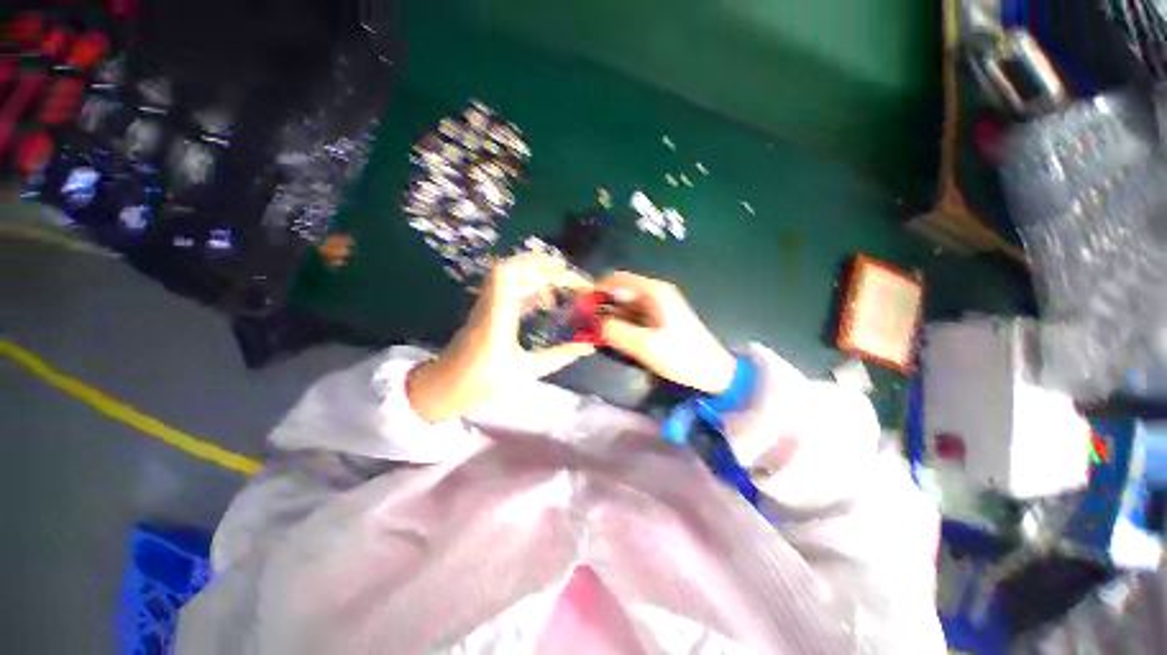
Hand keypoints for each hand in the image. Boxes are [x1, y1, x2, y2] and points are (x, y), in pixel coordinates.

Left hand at [407, 253, 595, 422]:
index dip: (537, 266)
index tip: (567, 276)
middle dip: (545, 269)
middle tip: (572, 282)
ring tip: (560, 291)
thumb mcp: (527, 373)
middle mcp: (489, 304)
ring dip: (537, 276)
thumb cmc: (483, 384)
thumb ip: (559, 357)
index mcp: (497, 317)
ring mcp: (485, 304)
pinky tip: (544, 303)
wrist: (443, 388)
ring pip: (510, 276)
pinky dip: (529, 287)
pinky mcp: (486, 309)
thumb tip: (587, 347)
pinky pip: (508, 287)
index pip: (508, 274)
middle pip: (512, 268)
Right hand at [596, 272, 735, 394]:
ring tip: (597, 333)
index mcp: (653, 291)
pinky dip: (621, 323)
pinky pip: (633, 315)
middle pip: (619, 290)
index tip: (580, 308)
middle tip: (586, 325)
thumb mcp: (645, 346)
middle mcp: (654, 293)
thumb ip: (616, 332)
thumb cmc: (681, 356)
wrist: (713, 371)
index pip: (616, 279)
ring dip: (610, 316)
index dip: (595, 290)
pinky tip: (614, 337)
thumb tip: (594, 323)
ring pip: (625, 304)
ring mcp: (657, 305)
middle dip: (601, 305)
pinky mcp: (658, 318)